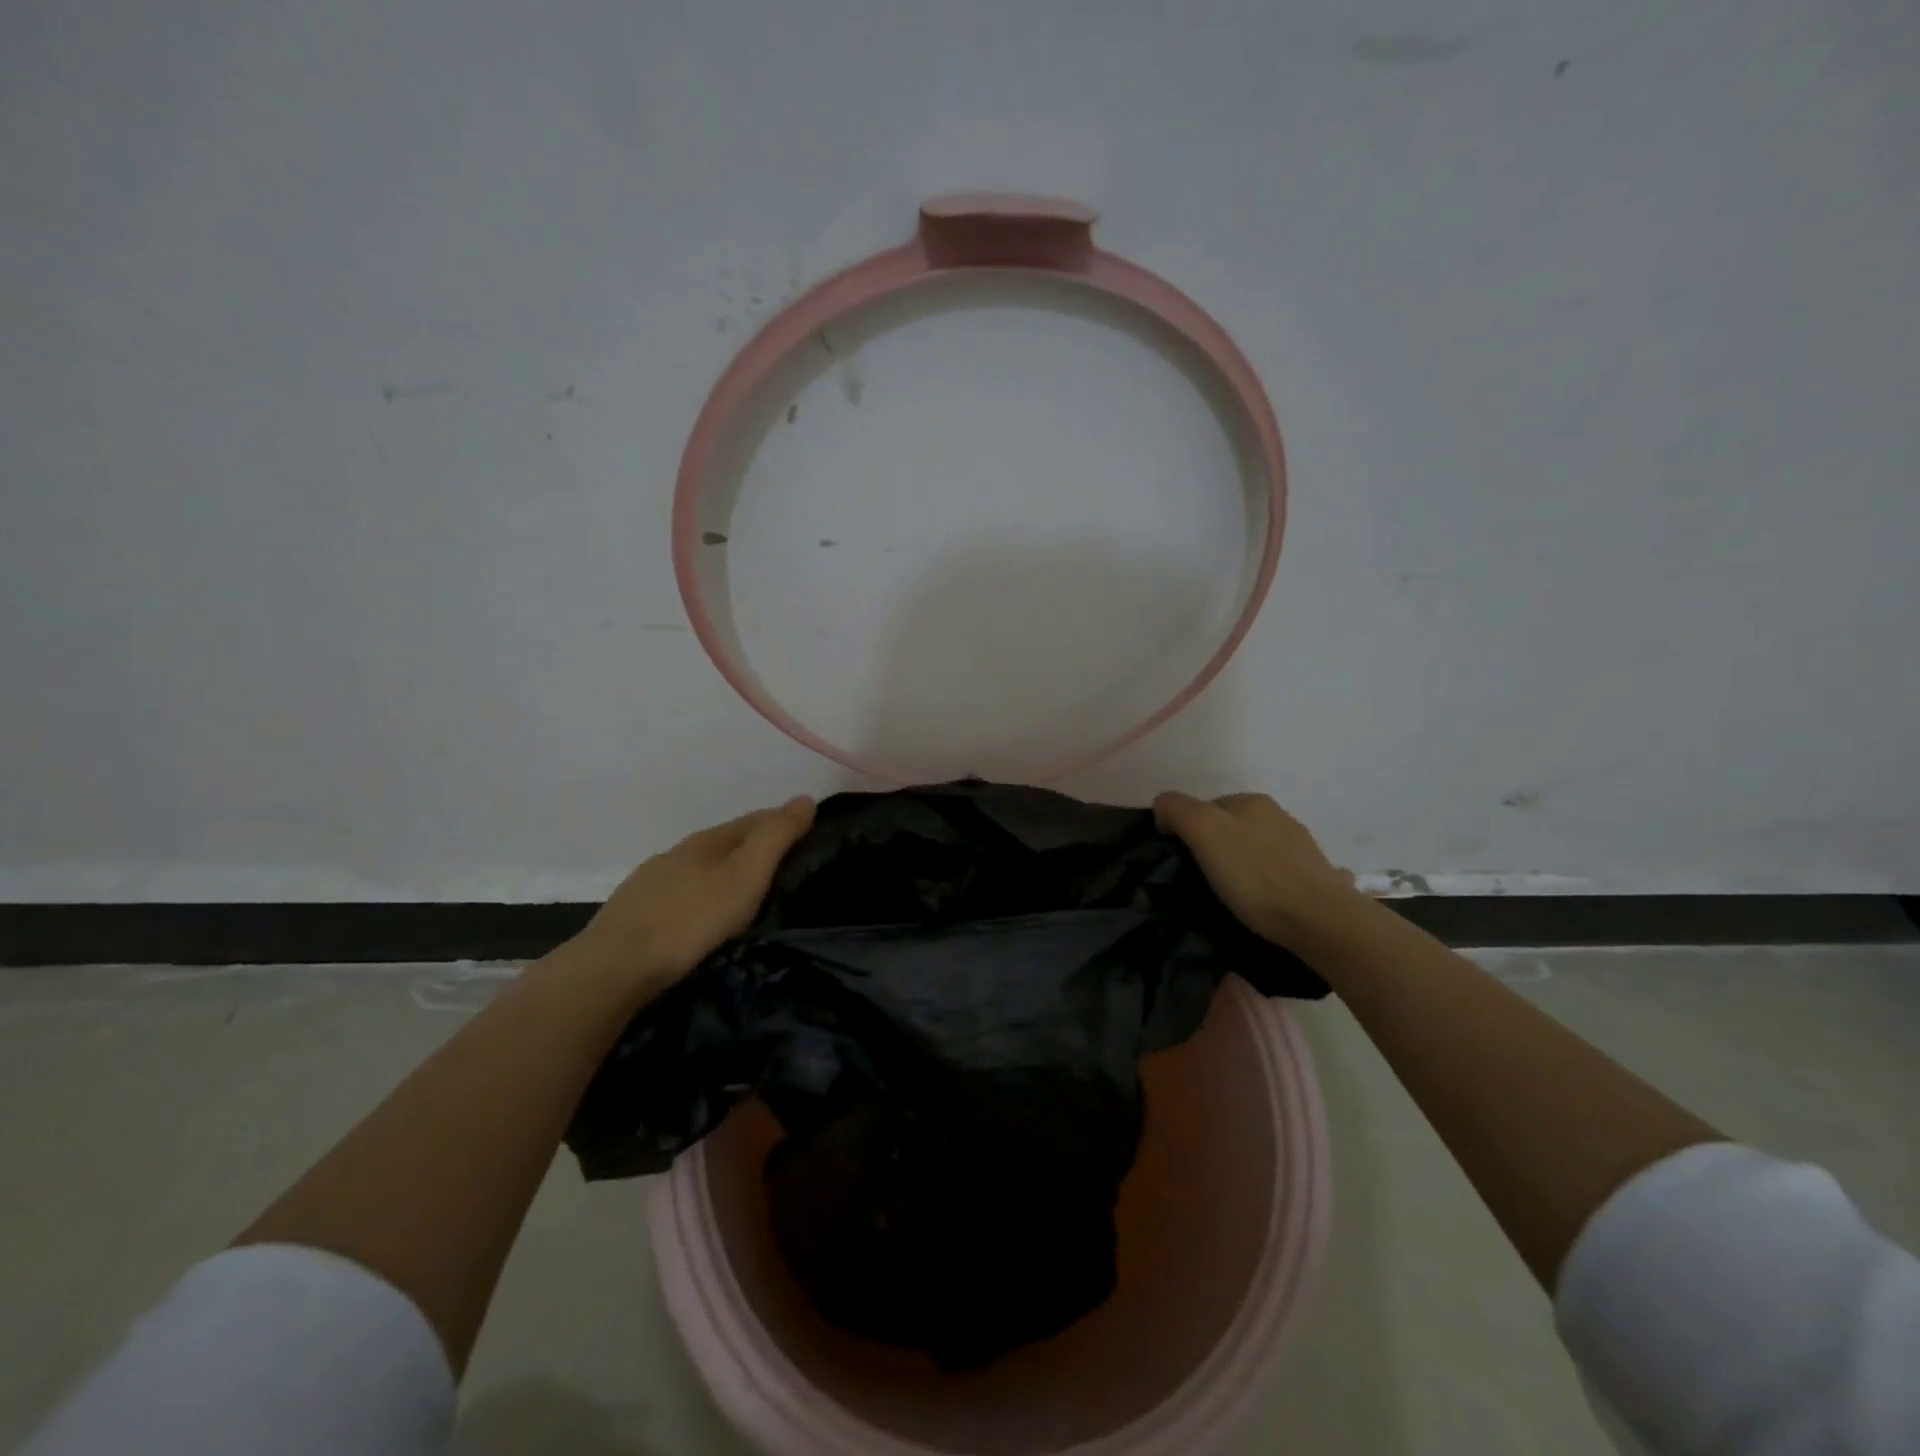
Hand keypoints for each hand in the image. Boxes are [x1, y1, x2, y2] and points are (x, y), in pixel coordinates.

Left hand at [566, 797, 815, 993]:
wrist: (614, 968)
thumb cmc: (691, 920)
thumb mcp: (745, 876)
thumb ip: (776, 838)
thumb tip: (806, 799)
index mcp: (708, 840)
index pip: (755, 820)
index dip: (783, 823)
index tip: (810, 836)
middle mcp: (679, 853)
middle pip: (727, 842)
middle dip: (756, 848)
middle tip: (788, 867)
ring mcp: (653, 882)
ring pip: (702, 869)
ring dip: (727, 874)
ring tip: (750, 895)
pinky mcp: (636, 913)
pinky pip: (683, 895)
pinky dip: (703, 897)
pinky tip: (705, 917)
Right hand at [1153, 791, 1359, 948]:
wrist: (1321, 920)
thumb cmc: (1255, 875)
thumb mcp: (1204, 832)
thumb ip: (1178, 810)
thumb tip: (1163, 807)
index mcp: (1250, 801)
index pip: (1205, 806)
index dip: (1188, 830)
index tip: (1182, 861)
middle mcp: (1278, 815)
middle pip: (1231, 827)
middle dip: (1215, 847)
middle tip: (1202, 880)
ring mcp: (1300, 845)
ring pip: (1256, 848)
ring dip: (1242, 864)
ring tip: (1231, 896)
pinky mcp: (1314, 876)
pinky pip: (1278, 872)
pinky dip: (1265, 881)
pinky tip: (1262, 902)